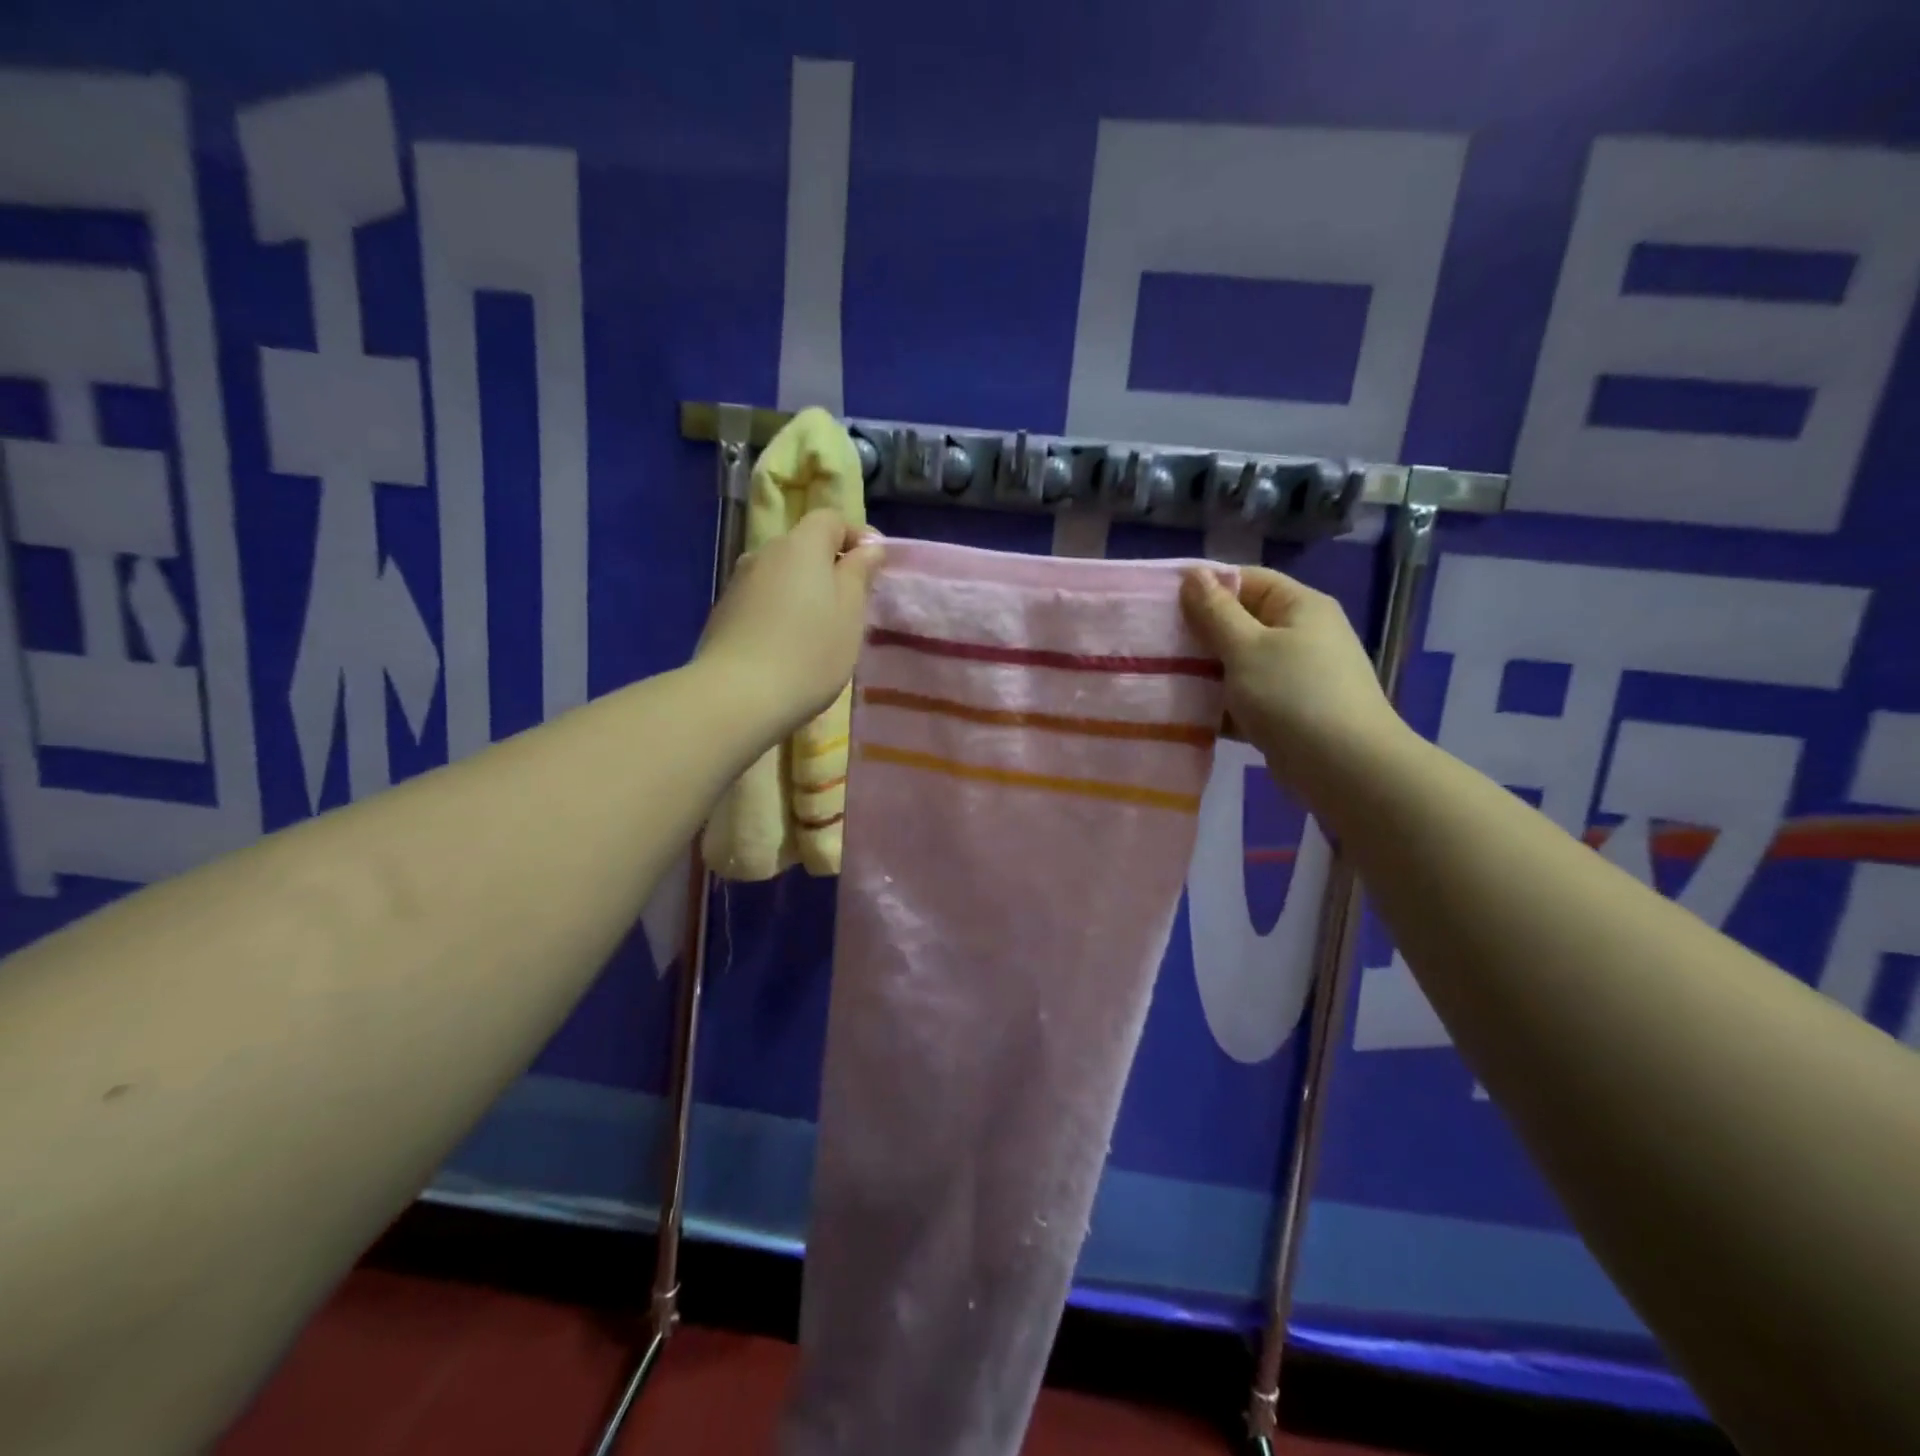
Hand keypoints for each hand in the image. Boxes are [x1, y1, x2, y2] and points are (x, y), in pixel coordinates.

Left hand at [696, 509, 884, 736]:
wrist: (737, 697)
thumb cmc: (809, 652)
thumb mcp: (850, 612)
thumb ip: (859, 572)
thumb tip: (868, 546)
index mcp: (800, 545)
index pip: (830, 519)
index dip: (856, 536)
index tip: (874, 567)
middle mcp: (764, 553)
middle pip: (803, 547)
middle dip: (829, 567)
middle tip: (851, 605)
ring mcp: (738, 583)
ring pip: (781, 575)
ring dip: (803, 592)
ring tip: (819, 631)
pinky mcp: (723, 614)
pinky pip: (762, 601)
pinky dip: (779, 612)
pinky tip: (787, 647)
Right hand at [1181, 566, 1407, 798]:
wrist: (1345, 768)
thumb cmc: (1293, 695)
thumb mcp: (1246, 648)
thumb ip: (1215, 612)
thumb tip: (1192, 575)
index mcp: (1299, 607)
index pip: (1247, 580)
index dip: (1205, 587)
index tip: (1162, 603)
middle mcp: (1301, 635)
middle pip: (1241, 622)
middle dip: (1199, 634)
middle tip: (1155, 643)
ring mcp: (1296, 676)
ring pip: (1239, 664)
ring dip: (1205, 672)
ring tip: (1162, 678)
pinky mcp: (1287, 712)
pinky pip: (1245, 698)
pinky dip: (1220, 704)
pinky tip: (1186, 713)